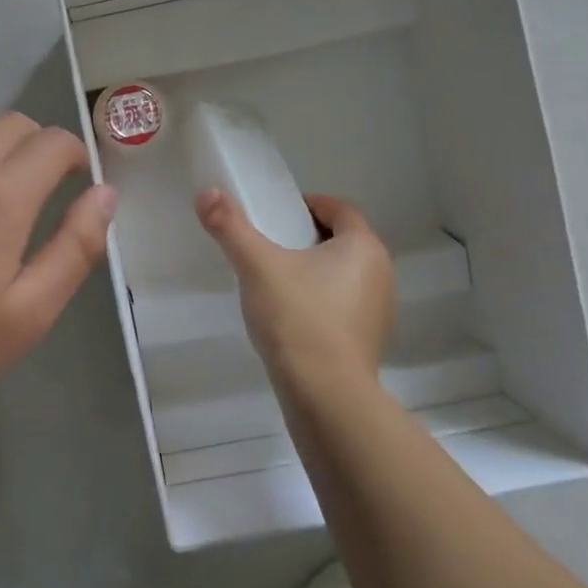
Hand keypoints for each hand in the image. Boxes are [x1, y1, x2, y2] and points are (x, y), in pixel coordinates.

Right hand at [195, 189, 394, 387]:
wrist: (325, 395)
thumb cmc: (297, 318)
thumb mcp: (256, 265)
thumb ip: (230, 226)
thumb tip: (207, 192)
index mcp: (363, 247)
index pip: (340, 209)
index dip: (309, 205)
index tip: (277, 213)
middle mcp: (380, 274)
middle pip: (343, 241)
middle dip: (308, 238)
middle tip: (270, 245)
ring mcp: (378, 311)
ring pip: (344, 275)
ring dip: (315, 271)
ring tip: (276, 282)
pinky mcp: (368, 342)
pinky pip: (343, 306)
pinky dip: (320, 301)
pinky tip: (290, 318)